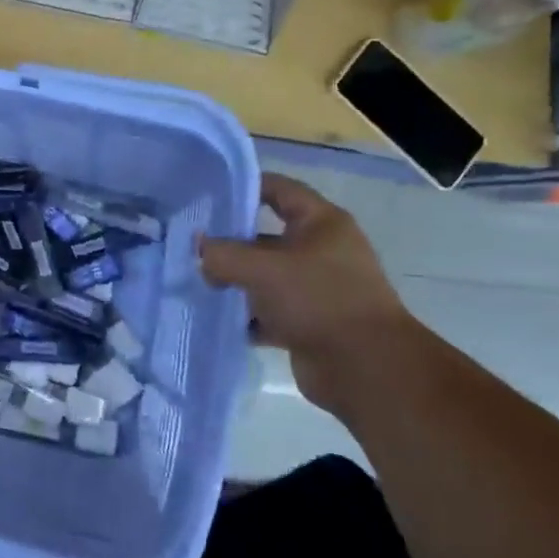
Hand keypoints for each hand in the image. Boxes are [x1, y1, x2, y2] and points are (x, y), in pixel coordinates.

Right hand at [199, 174, 426, 414]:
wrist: (368, 370)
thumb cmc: (320, 300)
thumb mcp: (262, 269)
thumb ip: (222, 254)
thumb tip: (199, 250)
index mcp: (322, 224)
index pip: (279, 189)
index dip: (244, 186)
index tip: (206, 194)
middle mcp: (321, 251)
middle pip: (266, 235)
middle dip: (230, 241)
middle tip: (190, 244)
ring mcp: (316, 289)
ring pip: (265, 276)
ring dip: (234, 280)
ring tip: (197, 281)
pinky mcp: (309, 323)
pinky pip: (268, 311)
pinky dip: (245, 315)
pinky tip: (217, 316)